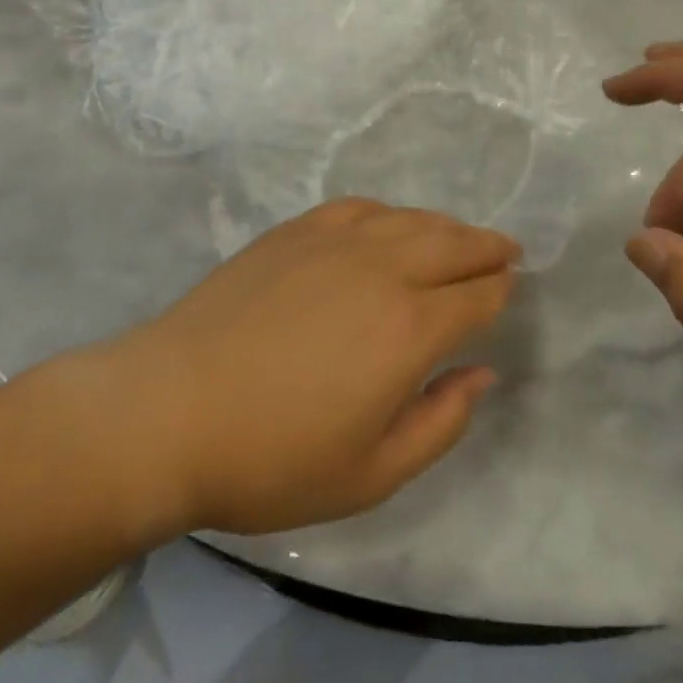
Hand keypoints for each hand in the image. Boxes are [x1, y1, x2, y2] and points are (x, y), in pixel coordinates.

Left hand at [48, 200, 516, 538]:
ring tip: (461, 237)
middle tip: (506, 251)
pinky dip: (391, 213)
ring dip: (446, 227)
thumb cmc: (272, 458)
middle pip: (453, 244)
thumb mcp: (371, 474)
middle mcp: (383, 269)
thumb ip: (441, 421)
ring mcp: (337, 240)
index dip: (501, 291)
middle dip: (487, 247)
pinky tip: (390, 224)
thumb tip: (483, 373)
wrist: (170, 409)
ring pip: (412, 219)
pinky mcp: (298, 229)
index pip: (476, 297)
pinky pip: (362, 208)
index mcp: (409, 329)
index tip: (512, 288)